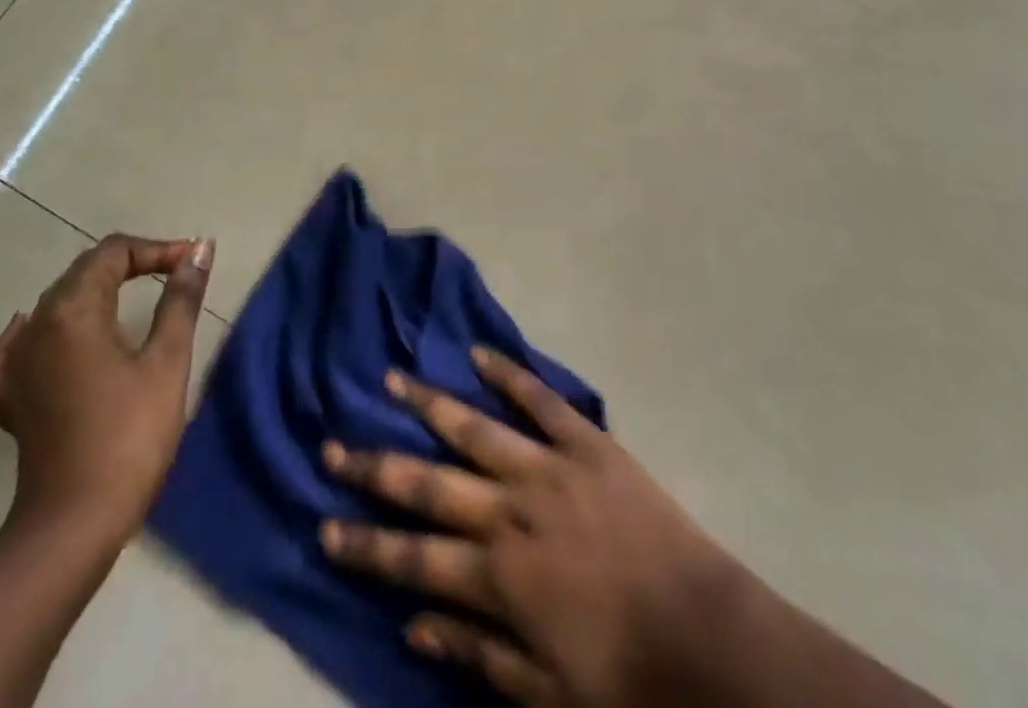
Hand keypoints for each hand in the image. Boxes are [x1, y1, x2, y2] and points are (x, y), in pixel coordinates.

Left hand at [0, 234, 213, 544]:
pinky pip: (21, 344)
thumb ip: (180, 298)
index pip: (114, 252)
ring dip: (98, 292)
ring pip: (57, 303)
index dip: (156, 249)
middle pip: (84, 272)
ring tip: (137, 301)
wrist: (73, 524)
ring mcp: (14, 362)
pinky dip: (47, 329)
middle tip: (175, 276)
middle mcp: (36, 325)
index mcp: (74, 310)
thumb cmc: (130, 435)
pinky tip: (56, 338)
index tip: (191, 264)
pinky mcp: (7, 396)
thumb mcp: (167, 360)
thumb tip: (199, 249)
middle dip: (132, 264)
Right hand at [319, 349, 743, 707]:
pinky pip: (541, 400)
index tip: (323, 526)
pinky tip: (478, 353)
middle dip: (375, 467)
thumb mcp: (544, 694)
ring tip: (391, 380)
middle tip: (332, 444)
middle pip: (428, 484)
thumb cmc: (624, 676)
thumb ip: (476, 655)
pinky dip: (509, 374)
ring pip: (474, 428)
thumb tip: (412, 625)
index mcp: (498, 576)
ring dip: (428, 405)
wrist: (704, 633)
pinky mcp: (586, 442)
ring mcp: (548, 467)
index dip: (364, 545)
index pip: (412, 558)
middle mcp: (511, 511)